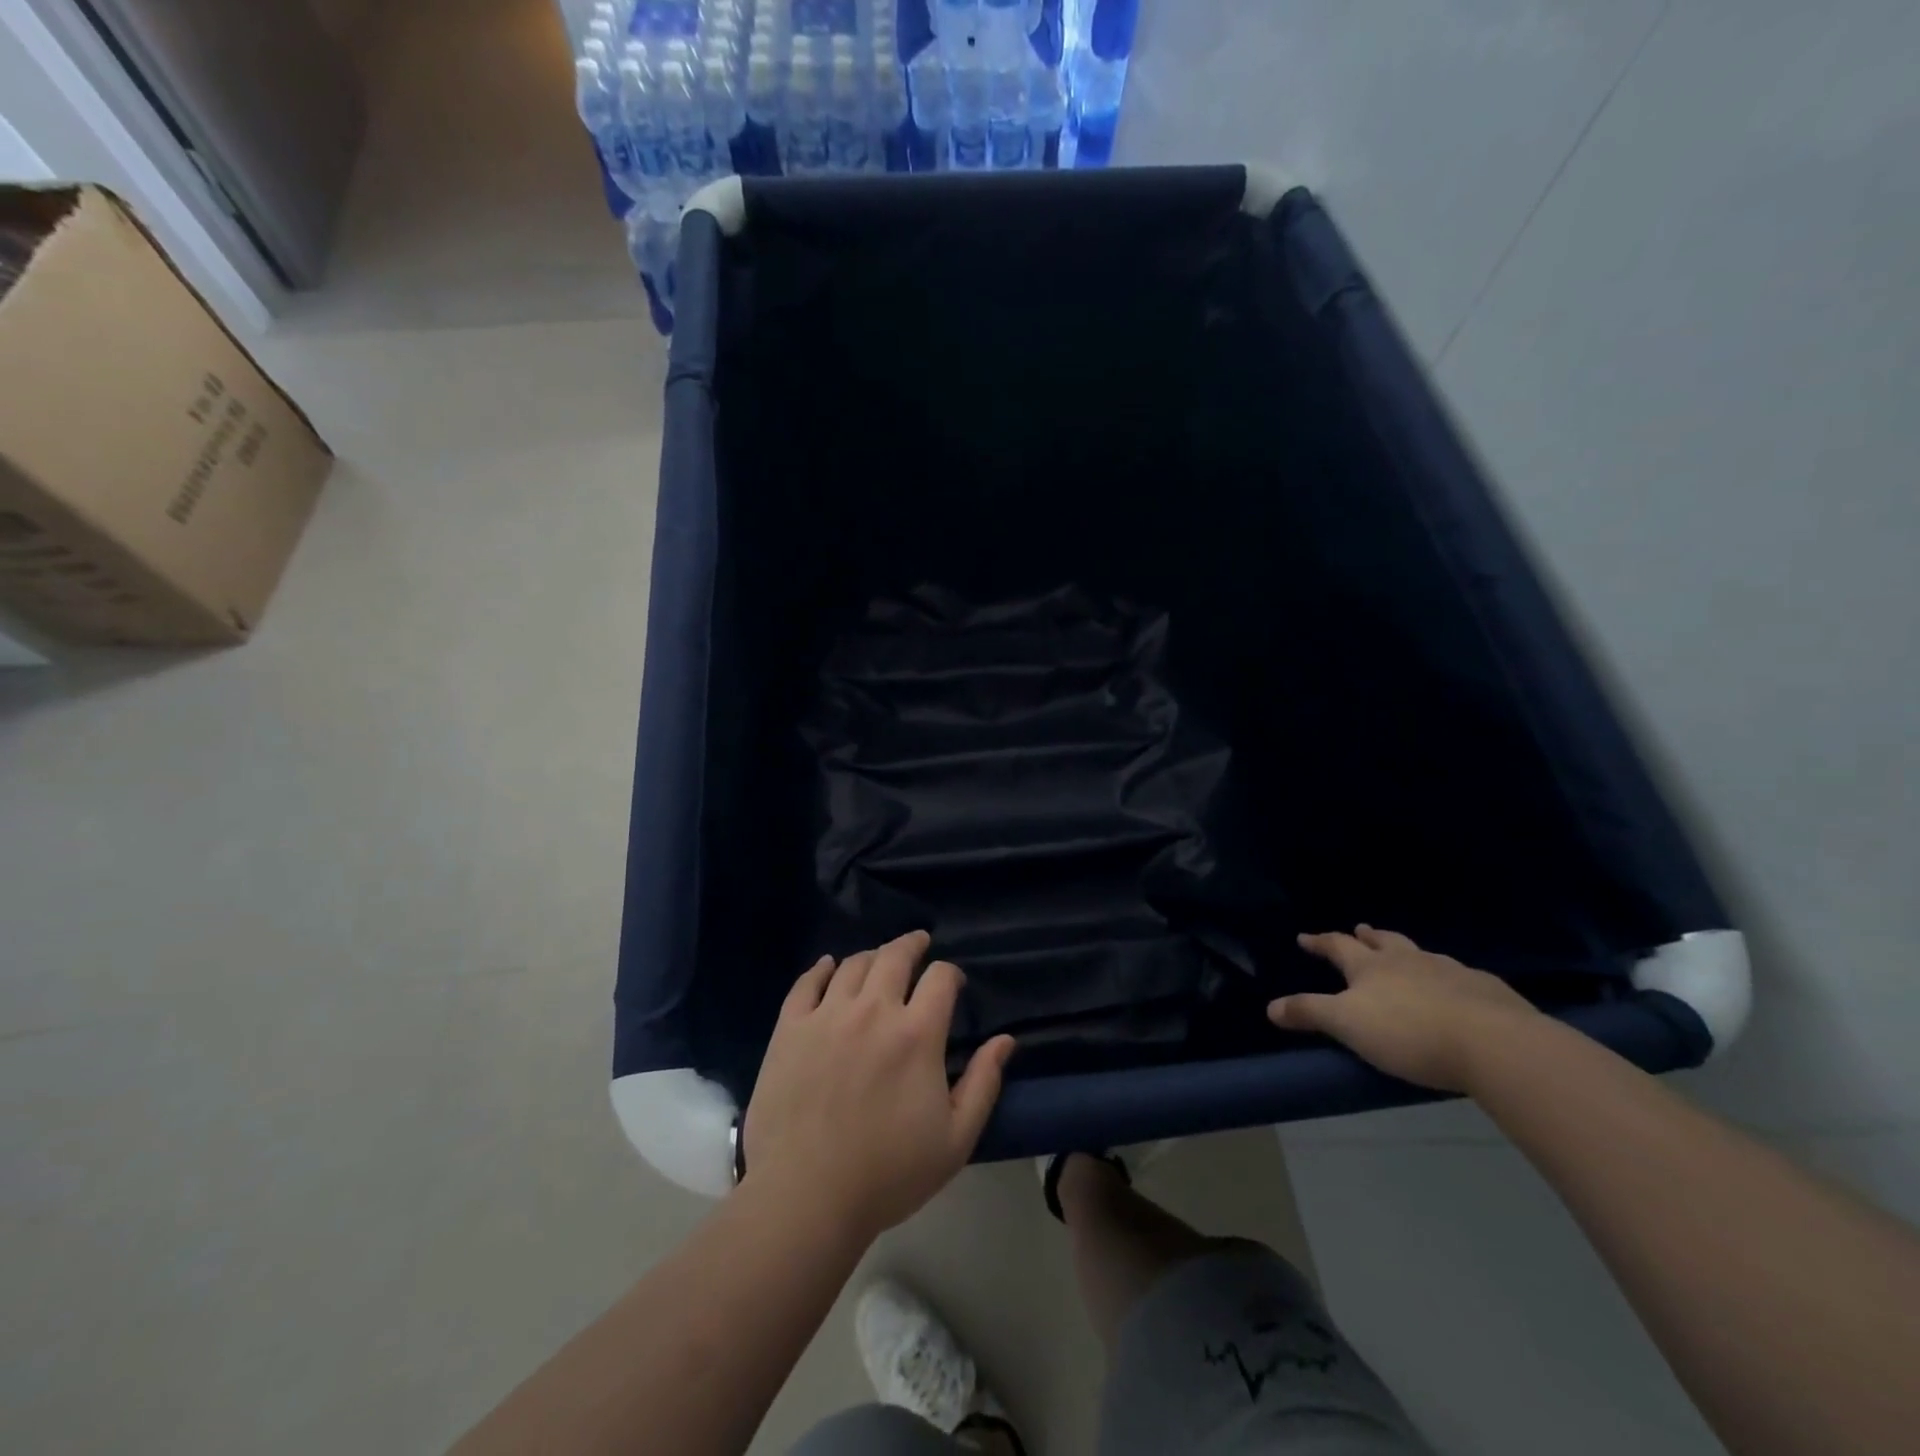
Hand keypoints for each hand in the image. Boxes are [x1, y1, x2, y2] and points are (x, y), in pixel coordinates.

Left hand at [743, 931, 1015, 1242]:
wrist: (806, 1197)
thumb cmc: (888, 1173)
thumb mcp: (956, 1139)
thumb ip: (984, 1083)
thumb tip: (1006, 1040)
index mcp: (916, 1034)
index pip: (941, 977)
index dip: (951, 973)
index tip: (953, 984)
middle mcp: (873, 1010)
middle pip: (895, 956)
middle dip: (912, 944)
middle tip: (919, 944)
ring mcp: (826, 1016)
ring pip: (852, 964)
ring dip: (872, 957)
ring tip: (878, 962)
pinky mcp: (790, 1029)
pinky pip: (806, 983)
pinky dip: (821, 968)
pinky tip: (828, 966)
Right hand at [1268, 925, 1540, 1092]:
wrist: (1494, 1043)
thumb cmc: (1409, 1032)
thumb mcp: (1347, 1024)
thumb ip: (1310, 1013)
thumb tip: (1270, 1007)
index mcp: (1371, 966)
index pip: (1338, 947)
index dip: (1320, 943)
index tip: (1305, 938)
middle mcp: (1408, 960)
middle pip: (1383, 941)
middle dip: (1367, 936)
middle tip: (1359, 930)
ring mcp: (1450, 971)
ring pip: (1421, 954)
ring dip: (1407, 952)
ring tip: (1404, 955)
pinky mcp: (1486, 990)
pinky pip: (1460, 976)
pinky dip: (1448, 976)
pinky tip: (1455, 988)